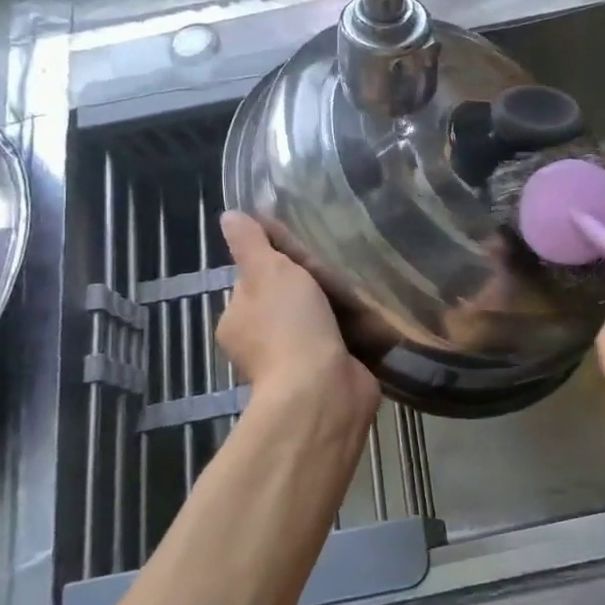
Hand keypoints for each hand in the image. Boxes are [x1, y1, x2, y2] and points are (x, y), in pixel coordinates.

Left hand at [217, 213, 378, 423]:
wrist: (324, 389)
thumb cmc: (289, 325)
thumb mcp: (267, 271)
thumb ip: (250, 243)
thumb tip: (228, 215)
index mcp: (237, 321)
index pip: (253, 282)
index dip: (276, 264)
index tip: (303, 250)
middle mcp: (261, 345)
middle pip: (288, 302)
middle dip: (311, 286)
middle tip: (339, 261)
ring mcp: (296, 364)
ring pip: (317, 322)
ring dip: (337, 308)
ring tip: (363, 282)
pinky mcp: (329, 375)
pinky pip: (343, 343)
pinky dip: (356, 331)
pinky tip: (375, 313)